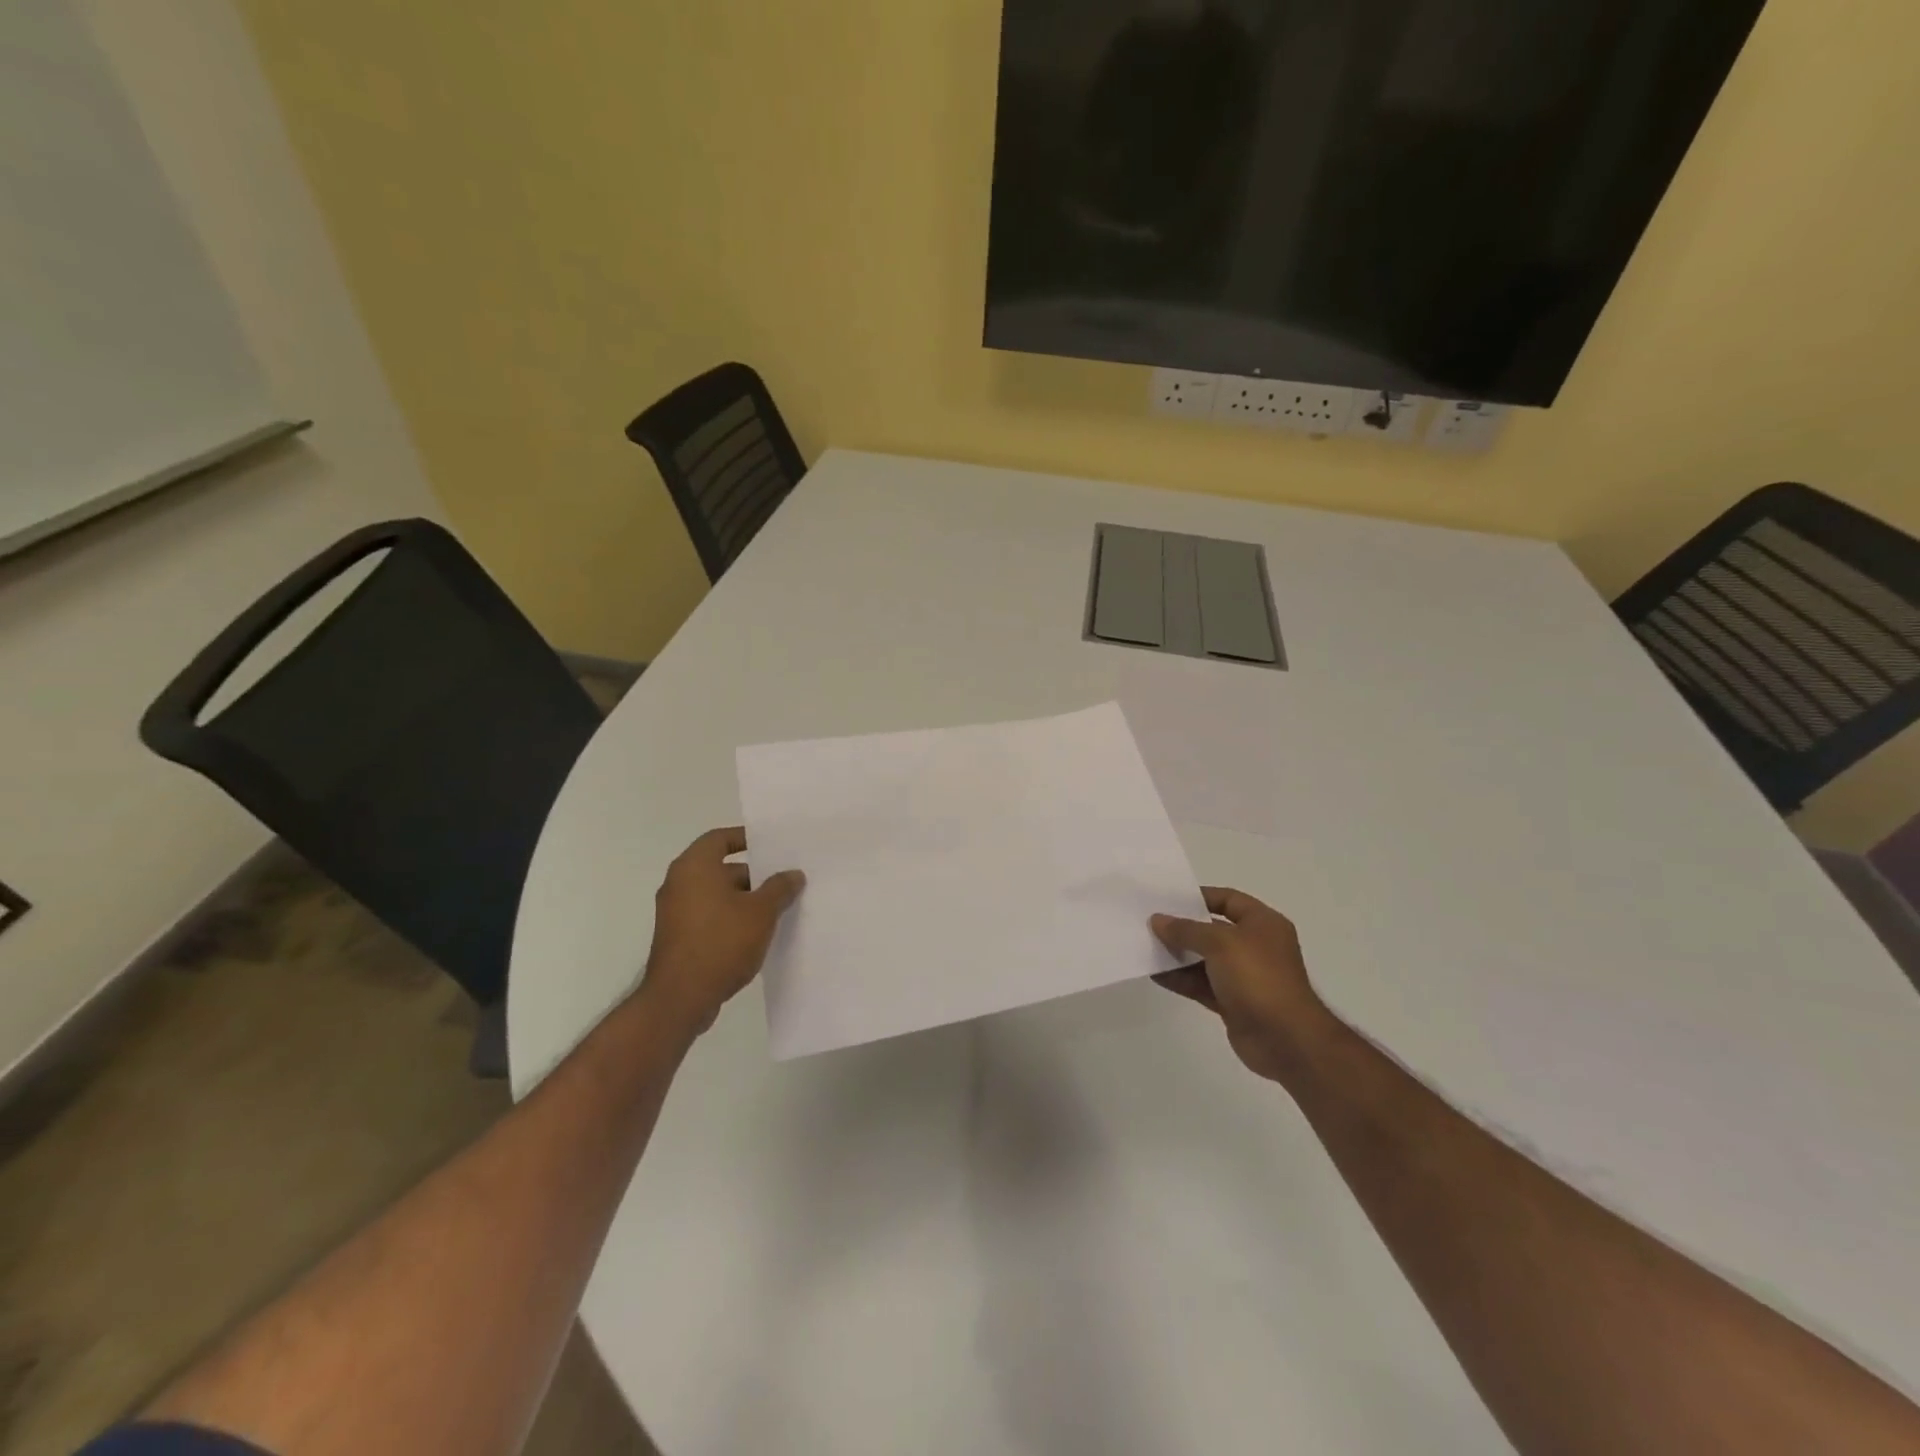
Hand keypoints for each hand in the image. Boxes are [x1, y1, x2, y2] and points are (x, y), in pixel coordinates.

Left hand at [641, 827, 804, 1035]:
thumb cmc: (721, 942)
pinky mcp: (678, 938)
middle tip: (784, 881)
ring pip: (716, 895)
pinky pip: (709, 917)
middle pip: (720, 868)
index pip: (719, 838)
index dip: (745, 838)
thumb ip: (779, 888)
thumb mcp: (761, 912)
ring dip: (744, 899)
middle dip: (753, 875)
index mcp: (694, 867)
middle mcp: (679, 884)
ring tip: (777, 908)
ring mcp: (675, 913)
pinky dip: (730, 918)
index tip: (770, 845)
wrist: (680, 998)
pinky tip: (757, 933)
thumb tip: (793, 874)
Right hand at [1151, 888, 1332, 1082]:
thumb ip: (1186, 930)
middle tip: (1150, 923)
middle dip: (1183, 927)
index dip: (1199, 896)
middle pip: (1213, 929)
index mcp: (1263, 924)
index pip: (1228, 899)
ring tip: (1146, 947)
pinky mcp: (1233, 1002)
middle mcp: (1256, 946)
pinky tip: (1155, 974)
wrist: (1285, 1039)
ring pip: (1204, 959)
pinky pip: (1202, 984)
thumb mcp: (1220, 943)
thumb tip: (1158, 921)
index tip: (1168, 899)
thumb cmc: (1258, 978)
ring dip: (1178, 954)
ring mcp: (1245, 976)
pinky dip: (1181, 979)